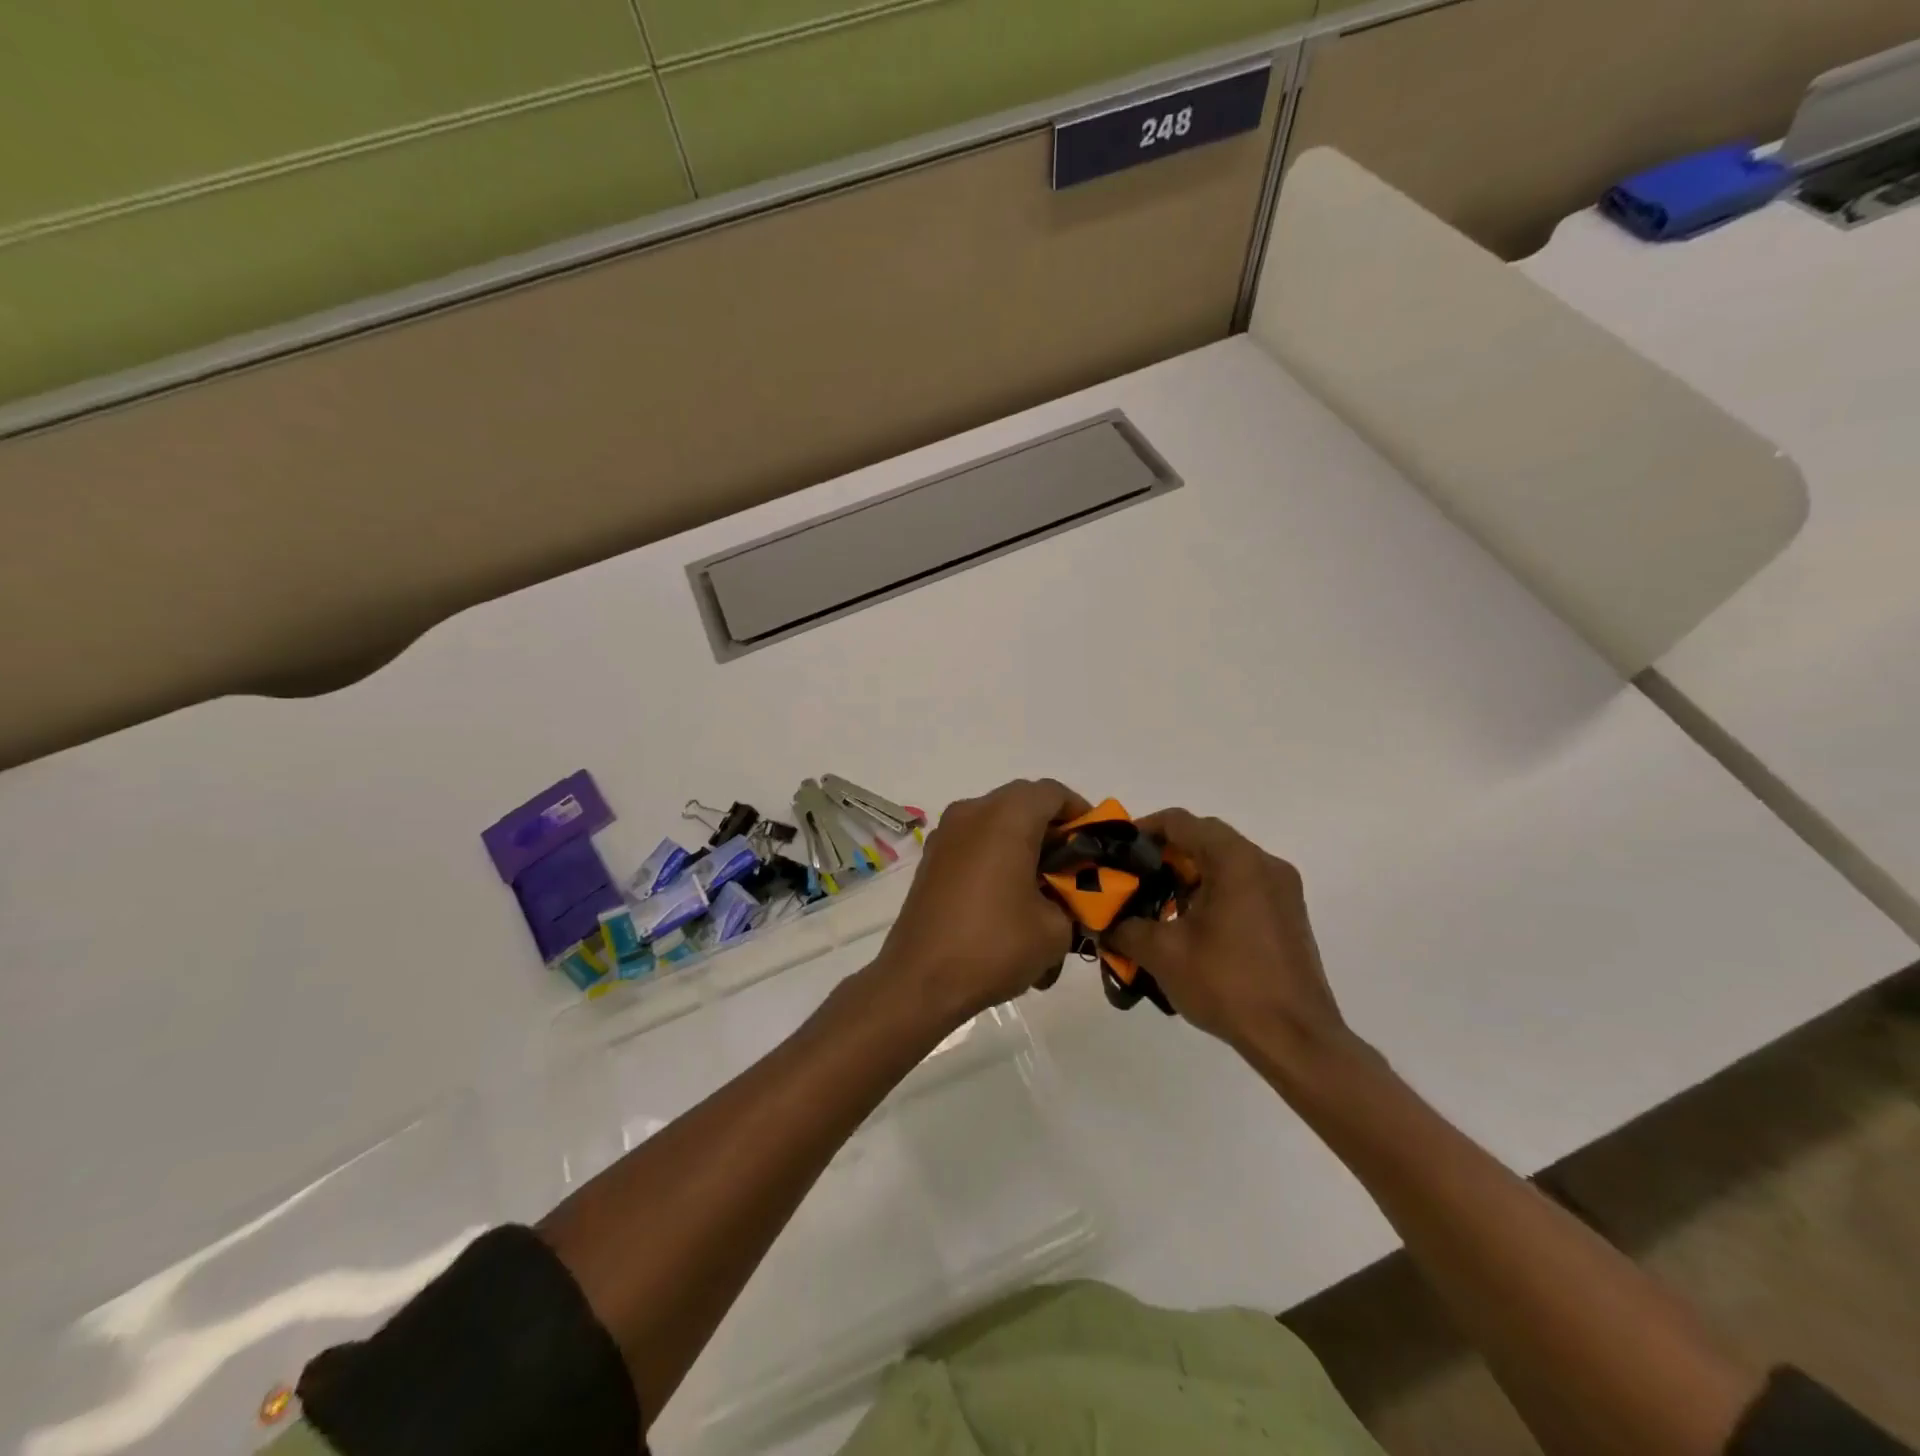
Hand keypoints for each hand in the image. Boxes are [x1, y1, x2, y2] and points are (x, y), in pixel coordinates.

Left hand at [873, 779, 1089, 1028]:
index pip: (1052, 792)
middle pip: (1022, 802)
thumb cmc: (993, 946)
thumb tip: (1067, 894)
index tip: (1095, 844)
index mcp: (1006, 817)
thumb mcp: (1055, 928)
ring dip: (1022, 841)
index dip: (1081, 812)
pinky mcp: (931, 858)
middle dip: (1051, 827)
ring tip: (1041, 884)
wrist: (919, 980)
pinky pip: (973, 841)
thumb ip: (1074, 898)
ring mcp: (945, 834)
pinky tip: (1007, 896)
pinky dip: (995, 855)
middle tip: (1072, 864)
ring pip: (995, 821)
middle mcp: (972, 812)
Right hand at [1104, 809, 1349, 1065]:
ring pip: (1225, 862)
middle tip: (1134, 880)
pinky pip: (1243, 884)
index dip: (1142, 830)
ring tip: (1158, 906)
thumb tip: (1102, 923)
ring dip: (1189, 874)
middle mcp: (1264, 863)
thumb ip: (1123, 928)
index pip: (1180, 822)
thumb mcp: (1162, 954)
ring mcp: (1283, 888)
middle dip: (1165, 855)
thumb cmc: (1227, 985)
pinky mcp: (1289, 913)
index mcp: (1235, 860)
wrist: (1296, 1039)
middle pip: (1204, 838)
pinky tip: (1192, 926)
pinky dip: (1213, 891)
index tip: (1116, 853)